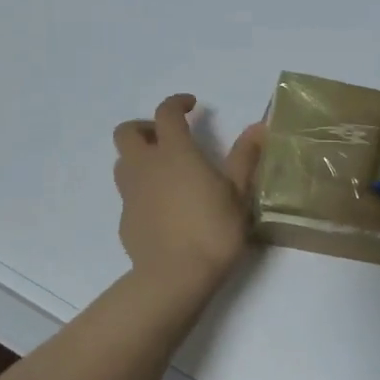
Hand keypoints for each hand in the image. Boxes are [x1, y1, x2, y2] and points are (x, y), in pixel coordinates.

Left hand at [113, 94, 265, 292]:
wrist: (175, 277)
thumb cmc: (212, 230)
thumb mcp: (238, 193)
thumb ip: (245, 158)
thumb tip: (257, 127)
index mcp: (174, 152)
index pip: (166, 113)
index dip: (177, 103)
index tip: (191, 106)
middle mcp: (146, 166)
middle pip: (127, 131)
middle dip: (145, 127)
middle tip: (168, 138)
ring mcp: (130, 193)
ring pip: (122, 162)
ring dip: (138, 158)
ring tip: (164, 172)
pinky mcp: (125, 219)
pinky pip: (128, 194)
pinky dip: (141, 190)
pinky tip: (163, 208)